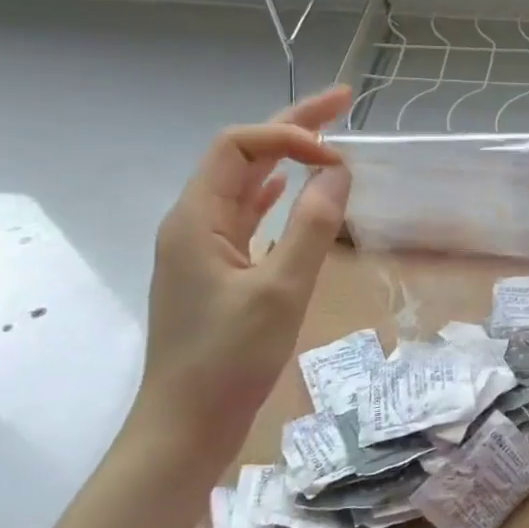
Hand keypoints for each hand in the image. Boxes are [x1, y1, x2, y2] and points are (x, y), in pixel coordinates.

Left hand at [134, 86, 353, 468]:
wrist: (185, 425)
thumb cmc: (229, 359)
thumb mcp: (281, 290)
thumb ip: (311, 227)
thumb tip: (339, 172)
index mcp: (196, 218)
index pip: (240, 146)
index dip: (290, 137)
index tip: (339, 160)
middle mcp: (193, 223)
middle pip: (241, 156)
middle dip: (291, 127)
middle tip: (343, 102)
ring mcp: (201, 248)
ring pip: (244, 184)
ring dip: (285, 157)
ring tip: (327, 138)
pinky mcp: (214, 271)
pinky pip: (245, 215)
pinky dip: (273, 194)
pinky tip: (291, 190)